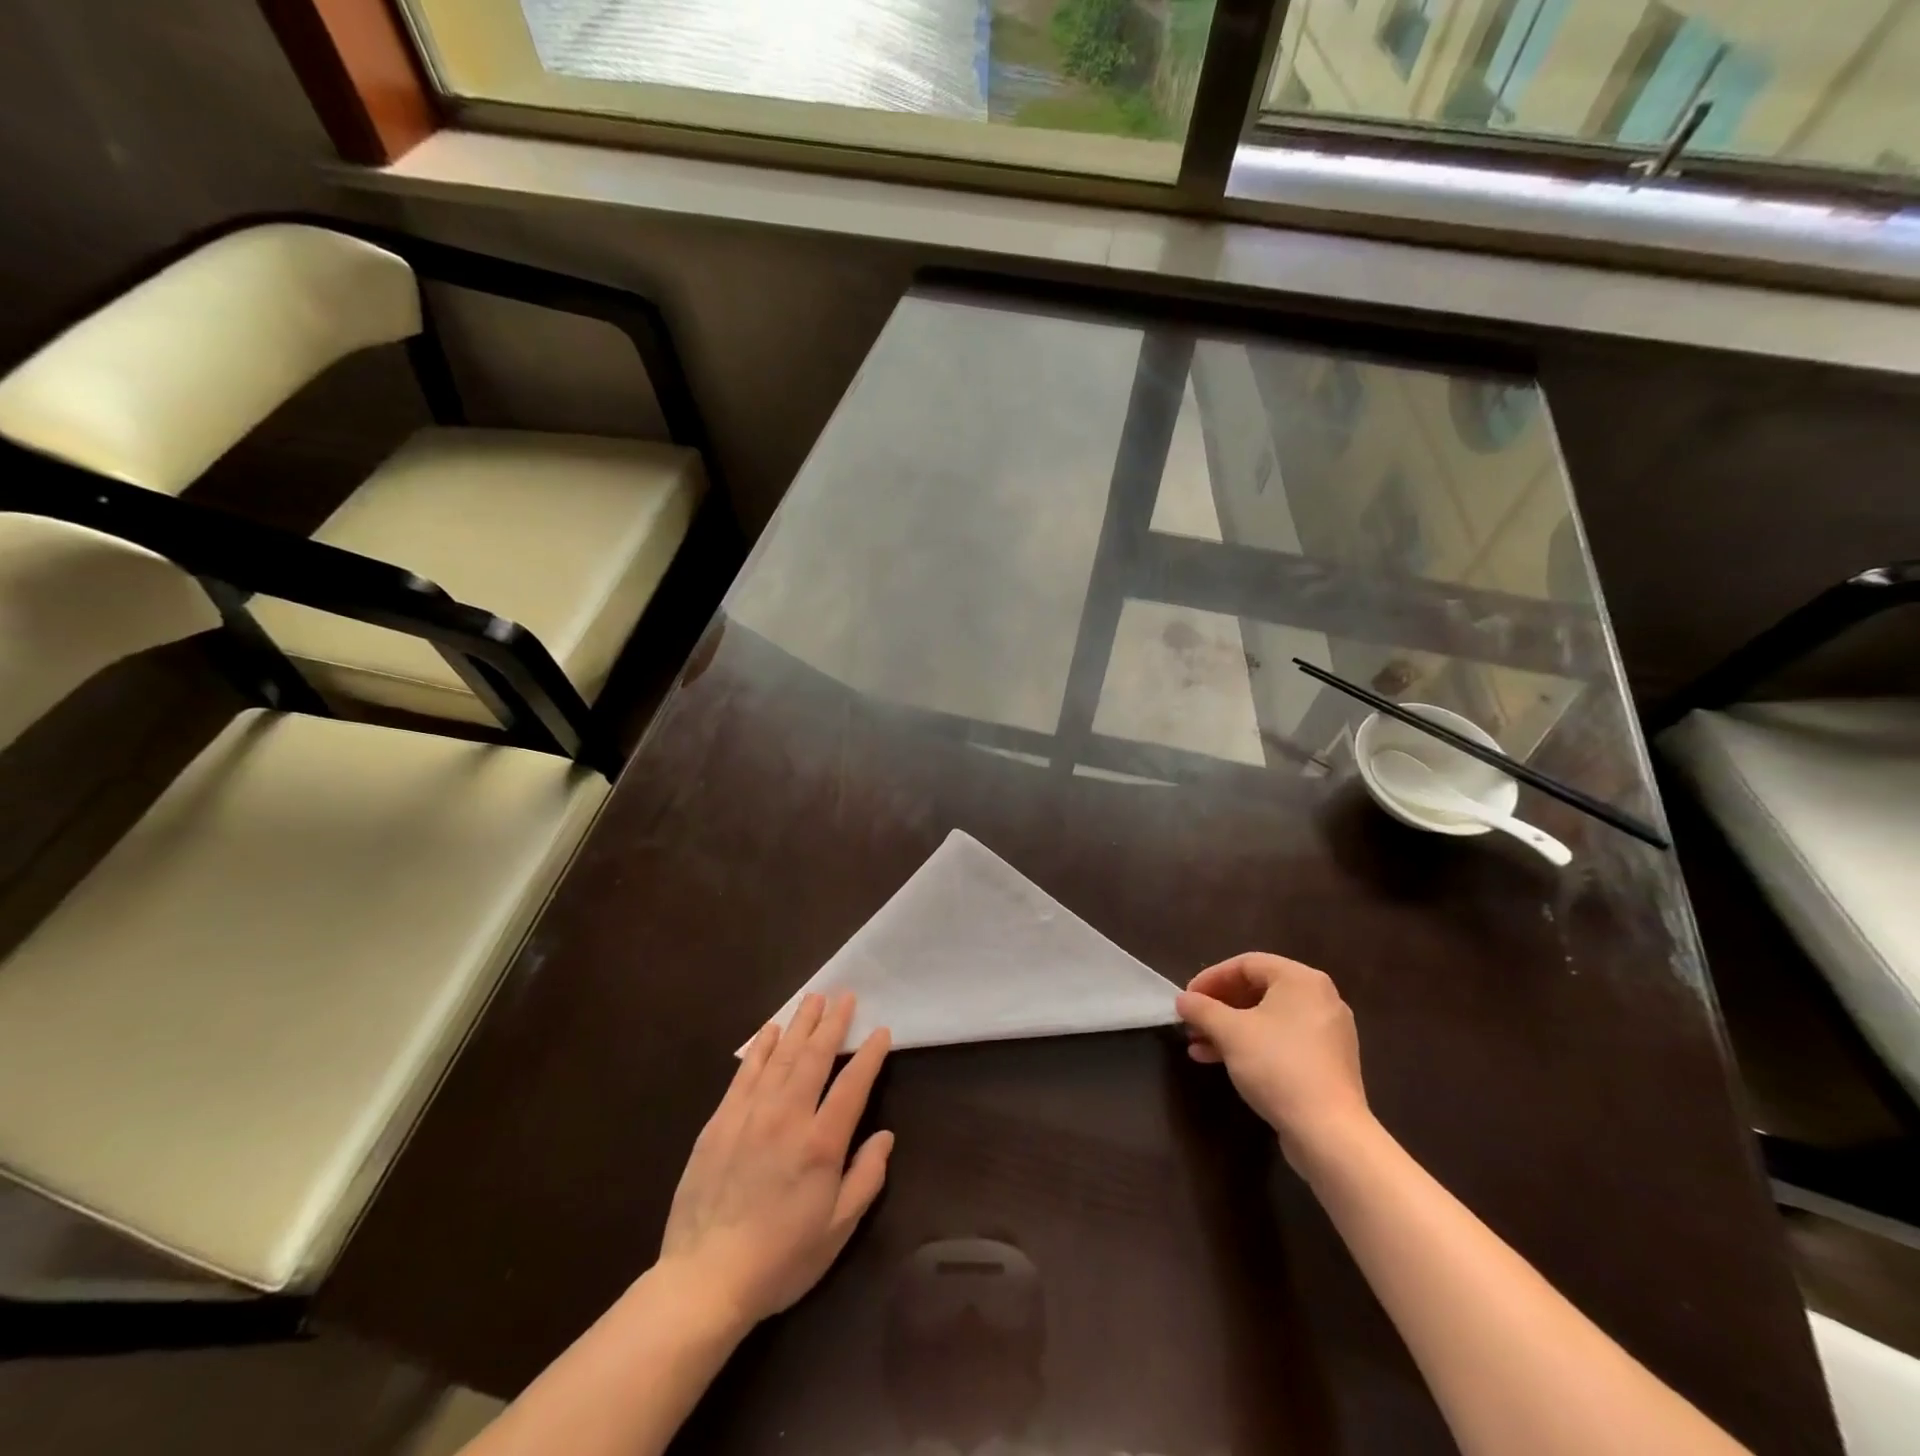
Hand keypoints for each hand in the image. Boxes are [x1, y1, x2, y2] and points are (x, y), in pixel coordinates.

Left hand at [657, 992, 892, 1329]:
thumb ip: (866, 1178)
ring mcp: (750, 1115)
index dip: (870, 1055)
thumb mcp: (837, 1230)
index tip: (881, 1031)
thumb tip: (885, 1136)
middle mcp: (787, 1117)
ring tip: (814, 999)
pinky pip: (745, 1073)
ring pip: (780, 1056)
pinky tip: (770, 1031)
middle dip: (833, 1023)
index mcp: (821, 1143)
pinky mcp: (720, 1121)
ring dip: (799, 1024)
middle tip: (845, 995)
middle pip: (814, 1057)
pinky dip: (760, 1048)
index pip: (853, 1084)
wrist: (704, 1279)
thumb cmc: (780, 1259)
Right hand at [1175, 953, 1370, 1158]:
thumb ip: (1202, 1009)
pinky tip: (1222, 1061)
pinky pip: (1282, 1041)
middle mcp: (1319, 999)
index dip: (1211, 978)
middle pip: (1257, 991)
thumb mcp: (1229, 1031)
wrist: (1329, 1132)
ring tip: (1198, 1046)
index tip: (1187, 998)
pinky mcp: (1327, 1063)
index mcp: (1301, 980)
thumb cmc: (1277, 1066)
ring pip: (1267, 1019)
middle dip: (1218, 1007)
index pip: (1246, 964)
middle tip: (1192, 1022)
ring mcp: (1327, 1033)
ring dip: (1229, 1029)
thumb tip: (1183, 1000)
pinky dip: (1252, 1045)